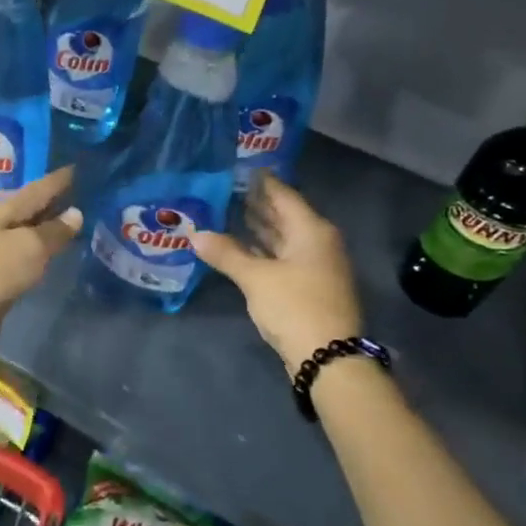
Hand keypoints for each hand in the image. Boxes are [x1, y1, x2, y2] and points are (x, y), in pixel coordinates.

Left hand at [0, 168, 81, 358]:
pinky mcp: (2, 272)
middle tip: (84, 188)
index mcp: (7, 210)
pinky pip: (29, 250)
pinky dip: (45, 245)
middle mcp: (2, 224)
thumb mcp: (31, 246)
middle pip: (33, 205)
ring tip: (77, 215)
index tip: (79, 166)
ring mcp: (0, 249)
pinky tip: (57, 248)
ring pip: (32, 228)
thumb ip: (55, 231)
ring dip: (51, 221)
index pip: (39, 187)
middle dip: (56, 197)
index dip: (59, 178)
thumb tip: (76, 213)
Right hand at [192, 175, 362, 373]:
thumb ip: (226, 253)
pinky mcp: (308, 287)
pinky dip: (264, 251)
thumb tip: (195, 235)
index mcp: (311, 231)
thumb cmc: (295, 306)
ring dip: (260, 228)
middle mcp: (317, 243)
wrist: (329, 357)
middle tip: (229, 188)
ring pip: (284, 238)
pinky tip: (243, 248)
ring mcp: (315, 266)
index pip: (284, 195)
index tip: (242, 167)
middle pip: (285, 216)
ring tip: (231, 213)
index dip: (263, 182)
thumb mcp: (256, 278)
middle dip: (259, 204)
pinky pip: (283, 257)